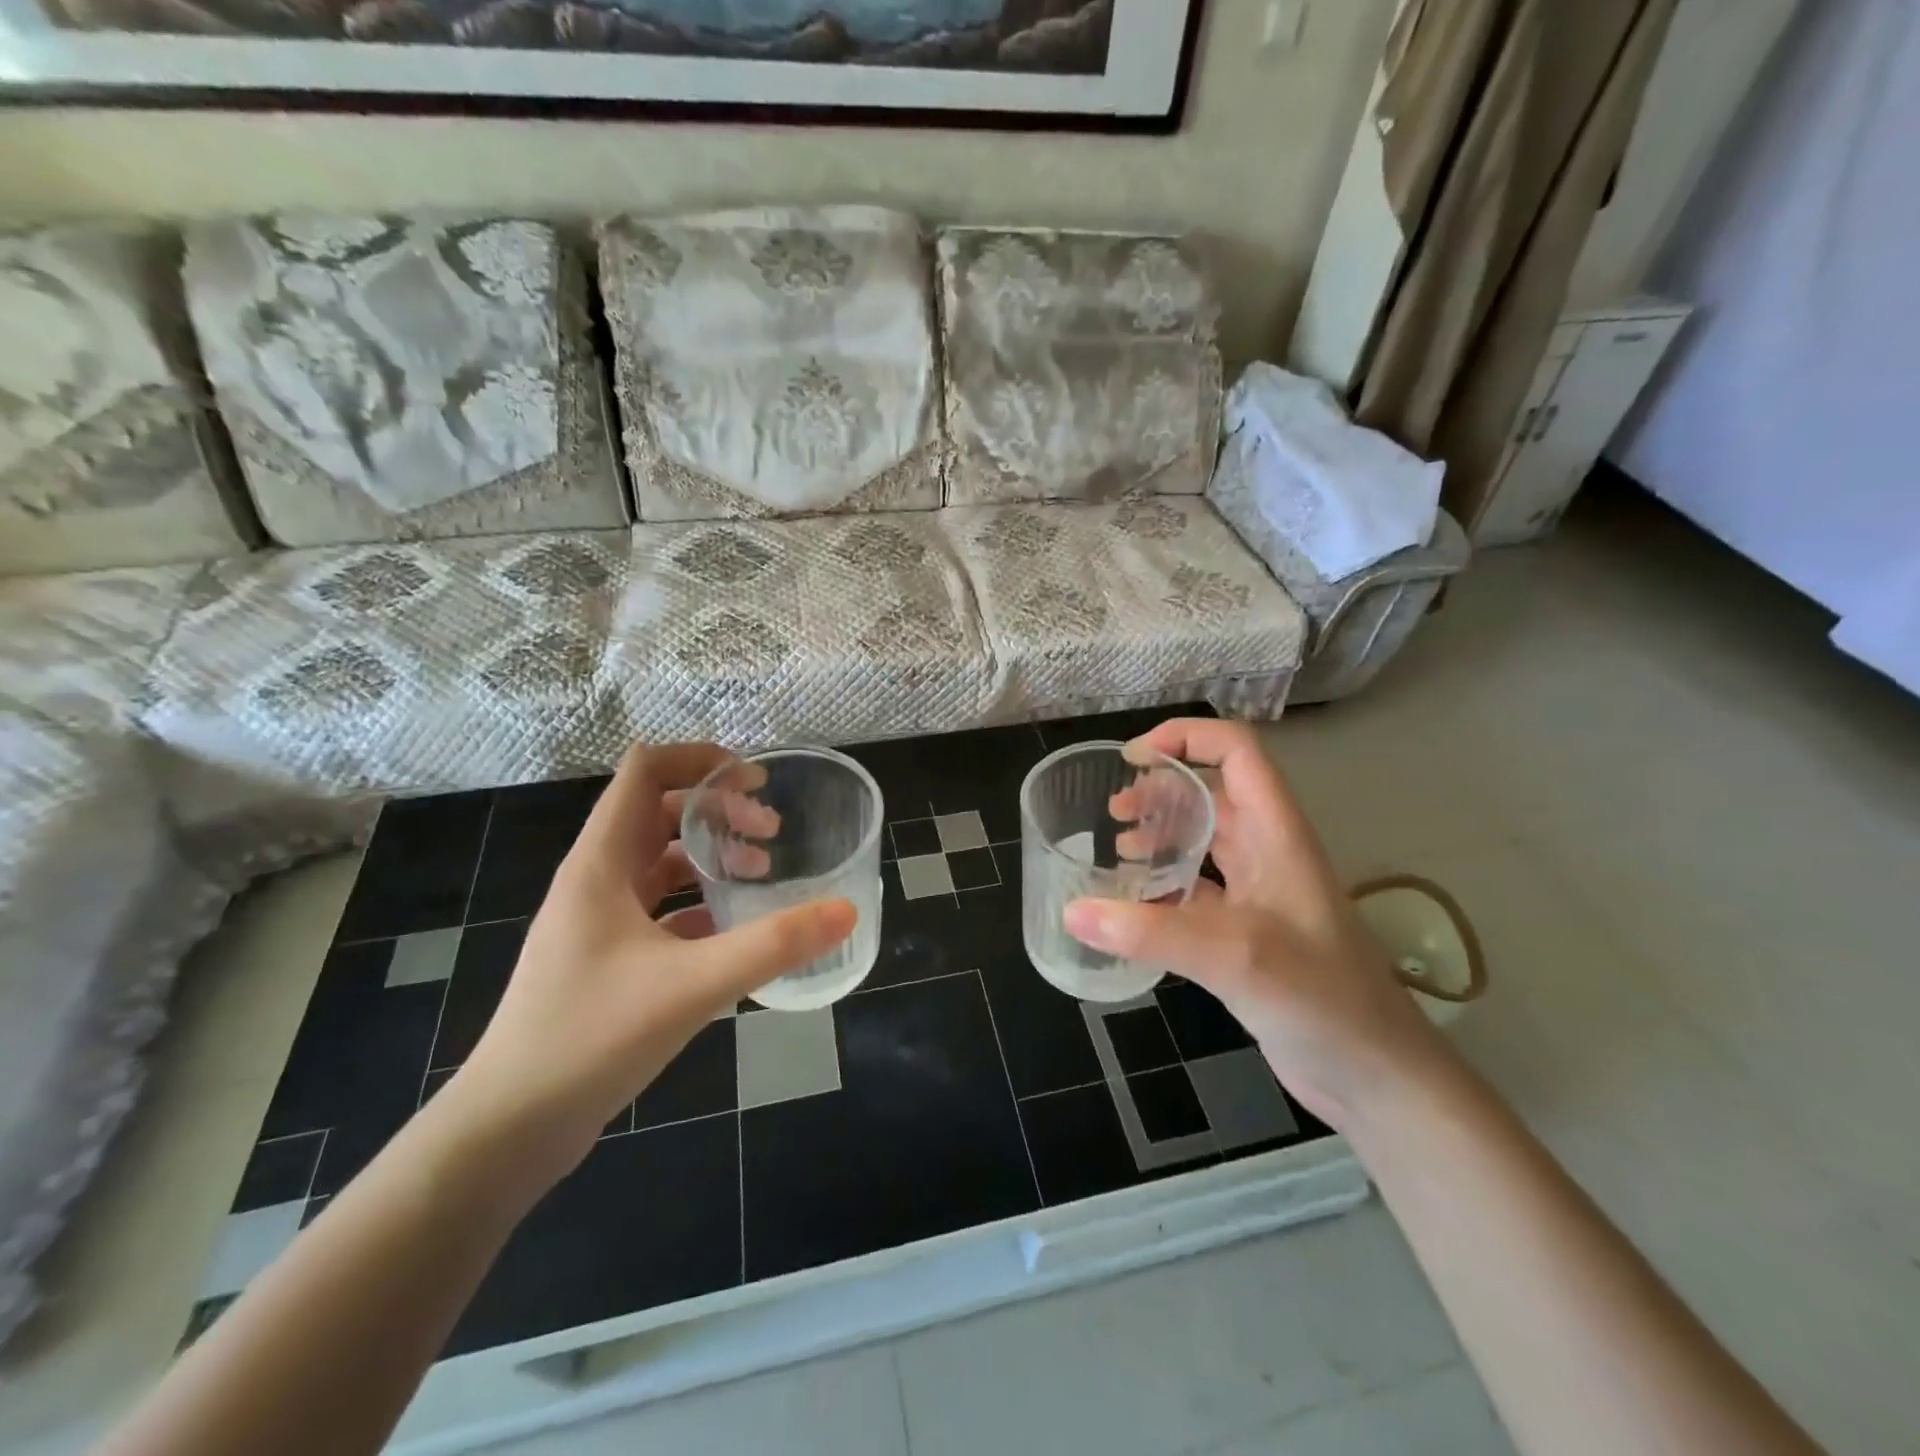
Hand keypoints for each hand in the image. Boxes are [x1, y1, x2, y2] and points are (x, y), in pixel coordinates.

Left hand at [442, 742, 855, 1175]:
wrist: (508, 1129)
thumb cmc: (591, 1037)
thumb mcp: (694, 984)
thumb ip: (774, 944)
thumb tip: (844, 910)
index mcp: (601, 863)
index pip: (645, 771)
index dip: (699, 759)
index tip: (755, 779)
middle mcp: (595, 880)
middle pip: (658, 812)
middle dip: (718, 810)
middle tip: (772, 832)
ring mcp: (597, 922)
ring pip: (659, 862)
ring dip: (710, 856)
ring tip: (762, 874)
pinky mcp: (605, 960)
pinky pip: (659, 910)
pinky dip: (699, 905)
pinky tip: (735, 931)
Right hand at [1063, 719, 1457, 1131]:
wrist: (1376, 1075)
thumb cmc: (1319, 997)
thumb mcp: (1233, 956)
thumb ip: (1150, 932)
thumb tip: (1072, 911)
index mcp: (1276, 832)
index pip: (1235, 751)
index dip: (1186, 738)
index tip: (1132, 759)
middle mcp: (1268, 851)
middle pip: (1212, 792)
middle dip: (1161, 790)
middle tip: (1113, 813)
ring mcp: (1260, 892)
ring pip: (1204, 840)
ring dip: (1162, 835)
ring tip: (1118, 850)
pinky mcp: (1249, 931)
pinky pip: (1199, 889)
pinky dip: (1164, 886)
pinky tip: (1135, 907)